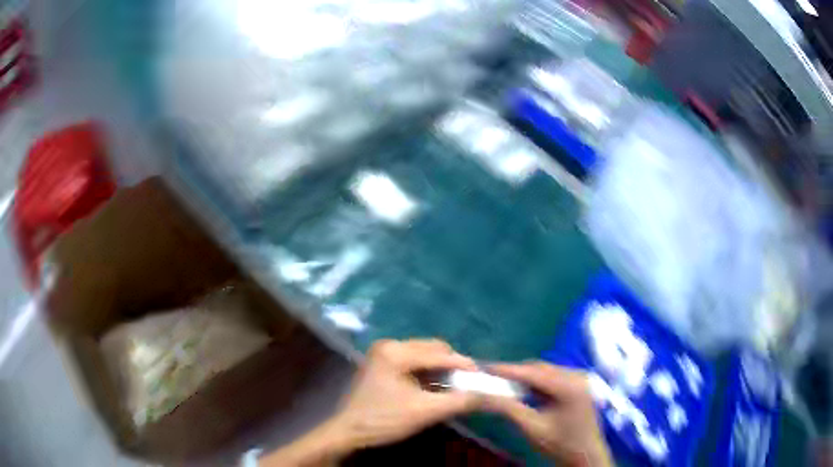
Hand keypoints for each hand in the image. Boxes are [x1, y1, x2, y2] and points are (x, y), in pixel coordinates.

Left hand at [325, 339, 481, 451]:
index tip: (484, 377)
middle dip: (452, 364)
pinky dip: (427, 372)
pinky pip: (412, 361)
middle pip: (432, 349)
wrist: (347, 431)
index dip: (464, 365)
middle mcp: (389, 345)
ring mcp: (382, 353)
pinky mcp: (380, 363)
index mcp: (396, 352)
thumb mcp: (424, 412)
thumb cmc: (383, 420)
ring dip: (440, 368)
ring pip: (423, 354)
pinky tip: (435, 386)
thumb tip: (490, 395)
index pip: (439, 354)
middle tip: (467, 383)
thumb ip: (459, 401)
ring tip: (454, 385)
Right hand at [484, 363, 612, 466]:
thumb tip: (484, 394)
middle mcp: (576, 376)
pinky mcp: (578, 384)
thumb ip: (509, 409)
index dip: (507, 369)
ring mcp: (580, 379)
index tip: (484, 368)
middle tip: (491, 377)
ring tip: (503, 383)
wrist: (586, 455)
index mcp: (568, 386)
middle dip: (515, 372)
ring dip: (525, 377)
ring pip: (546, 371)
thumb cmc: (560, 444)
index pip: (532, 372)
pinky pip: (553, 377)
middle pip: (540, 368)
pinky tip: (524, 390)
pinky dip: (536, 382)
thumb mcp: (532, 428)